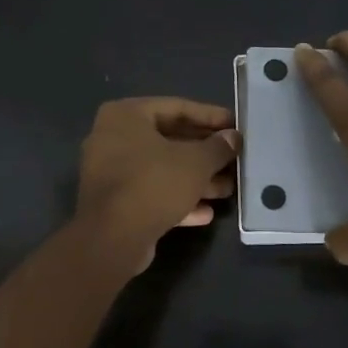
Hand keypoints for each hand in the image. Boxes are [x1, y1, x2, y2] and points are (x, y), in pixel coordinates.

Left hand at [74, 98, 238, 268]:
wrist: (112, 239)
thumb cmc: (154, 184)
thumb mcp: (196, 162)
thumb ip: (218, 147)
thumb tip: (233, 138)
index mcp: (126, 115)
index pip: (177, 108)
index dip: (211, 117)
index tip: (236, 126)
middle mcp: (113, 138)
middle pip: (169, 140)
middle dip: (205, 154)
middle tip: (235, 159)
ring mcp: (111, 172)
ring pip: (162, 170)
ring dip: (196, 180)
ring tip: (228, 189)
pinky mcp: (115, 203)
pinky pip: (151, 193)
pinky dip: (177, 200)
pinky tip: (206, 213)